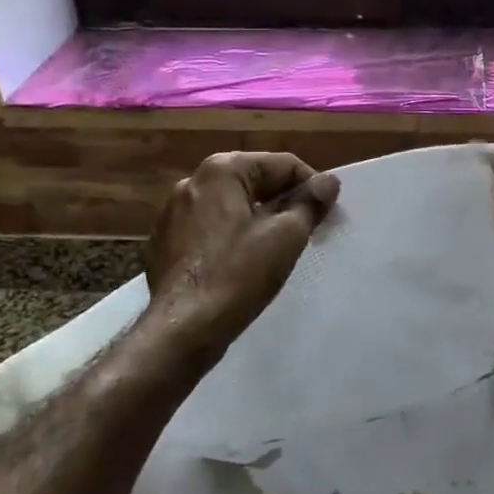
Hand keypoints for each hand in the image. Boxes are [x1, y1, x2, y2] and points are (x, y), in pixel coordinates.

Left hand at [143, 152, 339, 370]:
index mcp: (221, 170)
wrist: (183, 328)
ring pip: (231, 205)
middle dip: (284, 202)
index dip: (311, 186)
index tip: (328, 214)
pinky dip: (231, 237)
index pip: (282, 165)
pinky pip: (209, 228)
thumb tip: (329, 181)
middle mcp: (192, 181)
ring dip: (258, 219)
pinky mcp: (164, 242)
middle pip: (254, 181)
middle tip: (308, 230)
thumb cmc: (238, 274)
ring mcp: (173, 212)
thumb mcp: (287, 236)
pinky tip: (242, 263)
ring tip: (277, 248)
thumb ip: (310, 202)